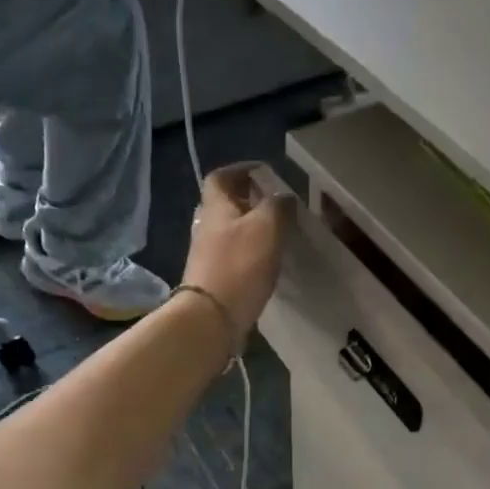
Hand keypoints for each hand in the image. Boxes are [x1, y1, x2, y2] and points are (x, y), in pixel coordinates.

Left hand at [180, 164, 296, 340]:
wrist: (211, 318)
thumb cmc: (239, 266)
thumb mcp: (266, 227)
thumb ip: (277, 206)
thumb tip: (283, 196)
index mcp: (215, 207)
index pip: (220, 177)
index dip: (240, 170)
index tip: (263, 172)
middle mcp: (206, 227)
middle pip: (224, 205)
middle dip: (248, 200)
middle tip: (275, 204)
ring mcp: (206, 255)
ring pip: (228, 231)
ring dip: (249, 227)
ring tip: (275, 232)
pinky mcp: (213, 280)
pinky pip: (232, 256)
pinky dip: (248, 252)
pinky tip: (265, 261)